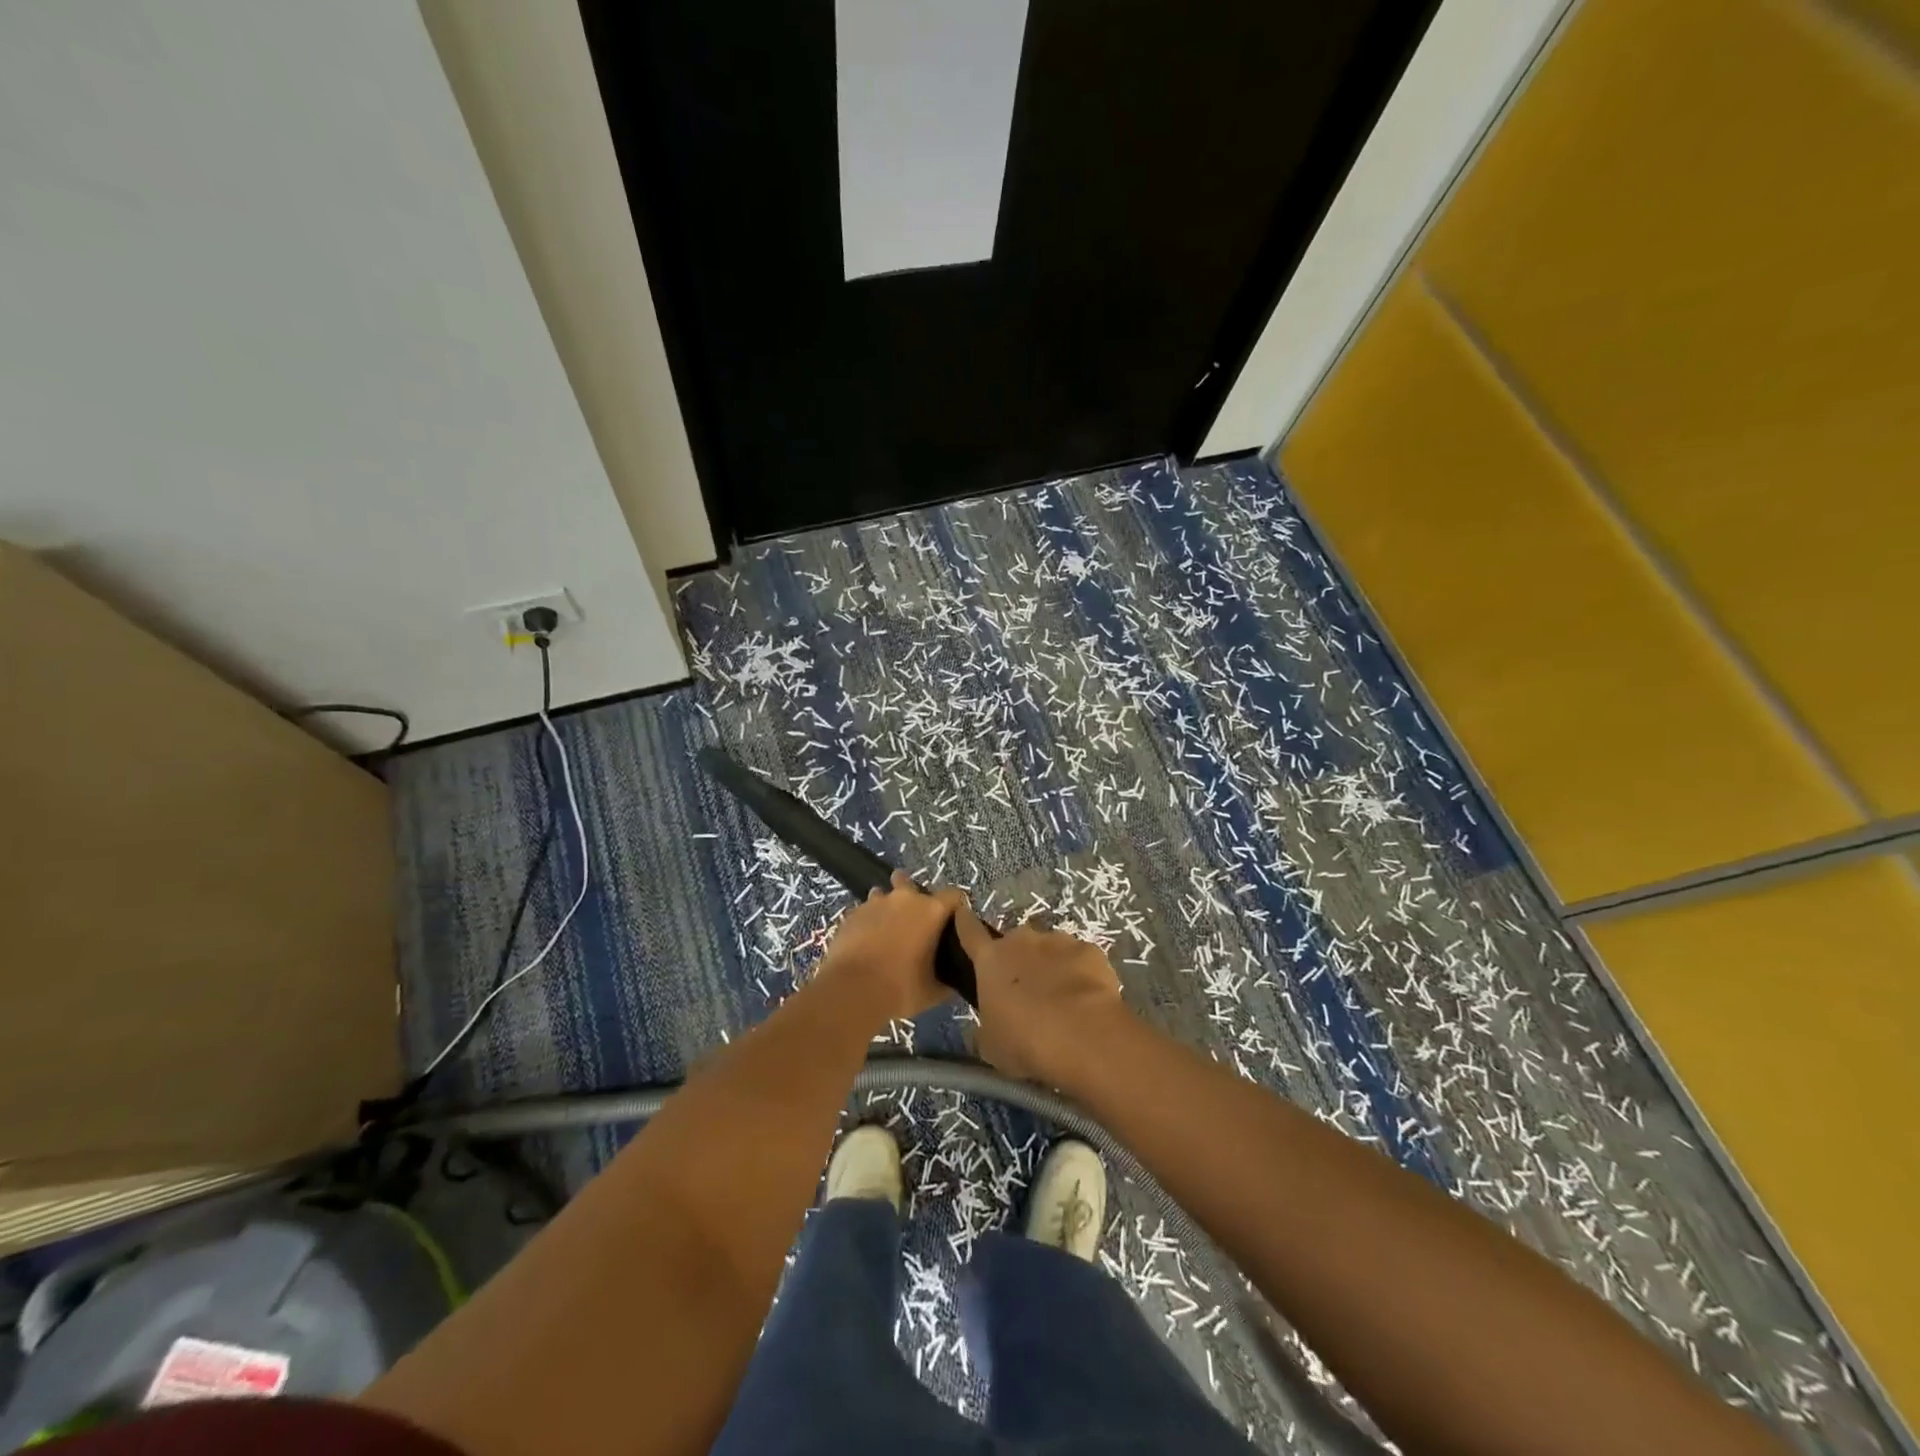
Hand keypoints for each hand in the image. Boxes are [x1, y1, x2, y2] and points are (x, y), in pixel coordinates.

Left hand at [815, 872, 954, 1023]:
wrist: (851, 992)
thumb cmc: (900, 989)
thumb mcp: (933, 991)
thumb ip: (946, 979)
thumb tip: (951, 980)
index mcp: (931, 911)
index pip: (953, 895)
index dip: (955, 908)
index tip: (952, 924)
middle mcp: (904, 899)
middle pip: (911, 883)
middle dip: (914, 898)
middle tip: (914, 925)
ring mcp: (875, 903)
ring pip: (884, 895)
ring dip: (888, 908)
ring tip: (887, 931)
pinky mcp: (852, 914)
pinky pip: (865, 911)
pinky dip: (869, 921)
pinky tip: (866, 941)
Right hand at [940, 892, 1127, 1085]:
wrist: (1081, 1037)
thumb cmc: (1024, 1042)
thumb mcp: (990, 1045)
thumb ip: (985, 1026)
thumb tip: (988, 1024)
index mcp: (991, 960)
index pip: (970, 931)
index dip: (965, 922)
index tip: (963, 914)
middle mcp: (1022, 940)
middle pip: (1015, 943)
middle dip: (1019, 960)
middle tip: (1027, 991)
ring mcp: (1058, 941)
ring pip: (1050, 949)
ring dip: (1051, 966)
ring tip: (1062, 999)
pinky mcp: (1090, 950)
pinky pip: (1080, 959)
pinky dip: (1081, 974)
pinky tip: (1087, 999)